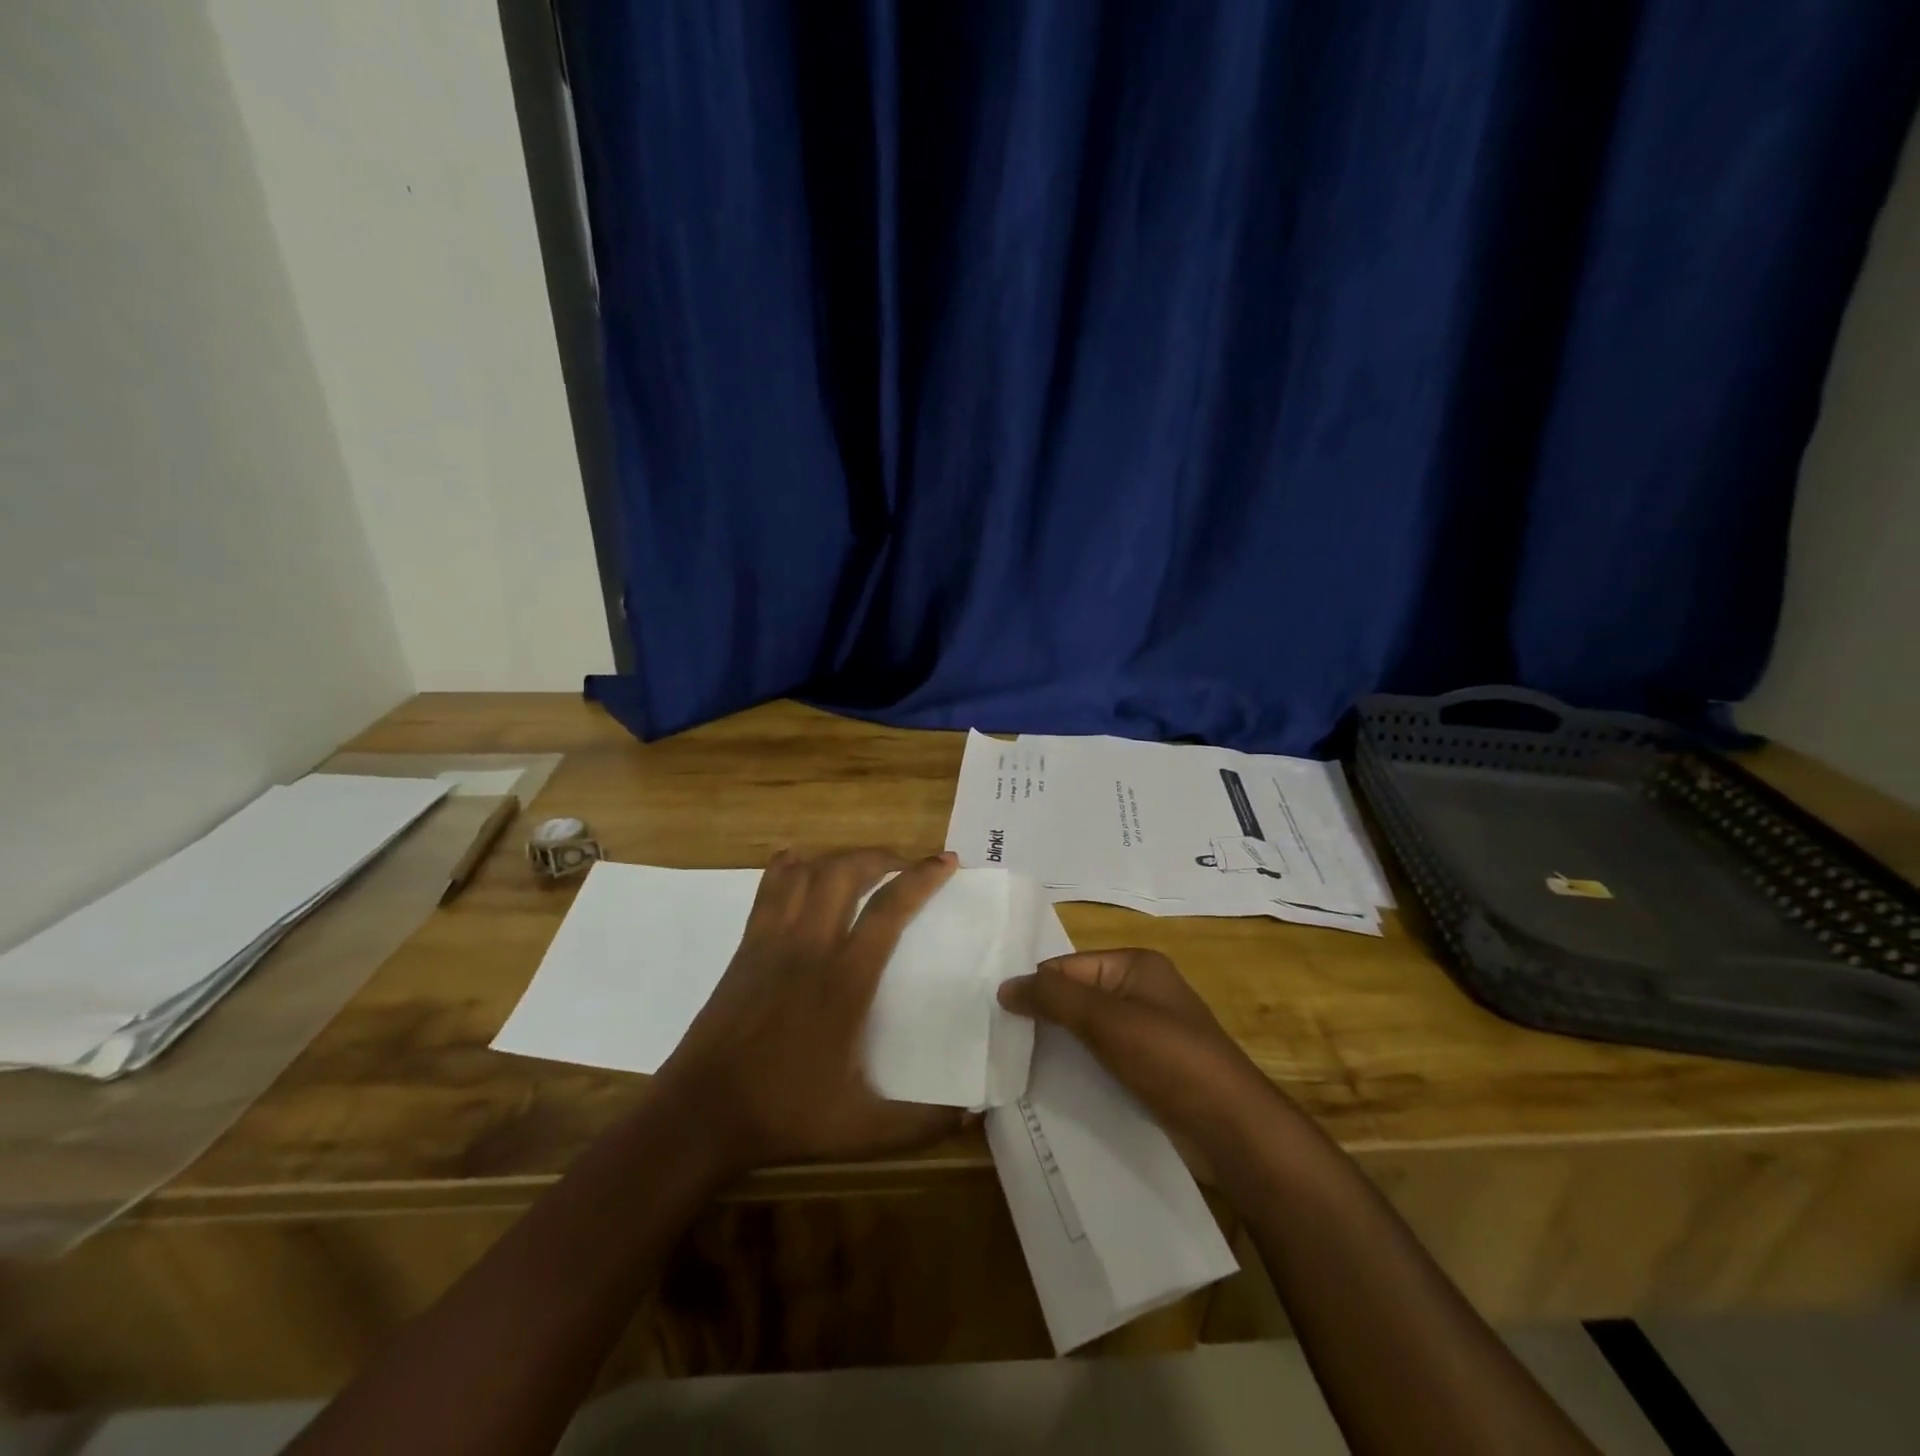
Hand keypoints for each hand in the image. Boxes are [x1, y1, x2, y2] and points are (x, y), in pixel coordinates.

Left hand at [656, 848, 965, 1173]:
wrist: (701, 1114)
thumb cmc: (784, 1115)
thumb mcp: (862, 1130)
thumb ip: (920, 1125)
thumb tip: (971, 1117)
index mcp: (845, 981)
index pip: (889, 910)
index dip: (921, 878)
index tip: (946, 861)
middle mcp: (810, 947)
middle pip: (845, 872)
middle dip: (881, 856)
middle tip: (905, 865)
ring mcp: (772, 942)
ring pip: (807, 873)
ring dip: (840, 857)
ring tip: (863, 865)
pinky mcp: (746, 947)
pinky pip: (768, 890)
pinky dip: (788, 867)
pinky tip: (799, 862)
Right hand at [997, 949, 1277, 1175]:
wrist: (1232, 1129)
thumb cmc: (1170, 1058)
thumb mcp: (1107, 1020)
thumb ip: (1053, 998)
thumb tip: (1004, 986)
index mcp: (1136, 966)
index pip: (1069, 966)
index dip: (1035, 987)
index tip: (996, 1014)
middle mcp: (1141, 993)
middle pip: (1077, 998)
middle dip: (1043, 1018)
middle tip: (997, 1040)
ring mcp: (1147, 1035)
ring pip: (1087, 1034)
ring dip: (1057, 1048)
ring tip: (1012, 1066)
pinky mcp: (1148, 1073)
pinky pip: (1102, 1062)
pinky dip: (1078, 1071)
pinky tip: (1048, 1089)